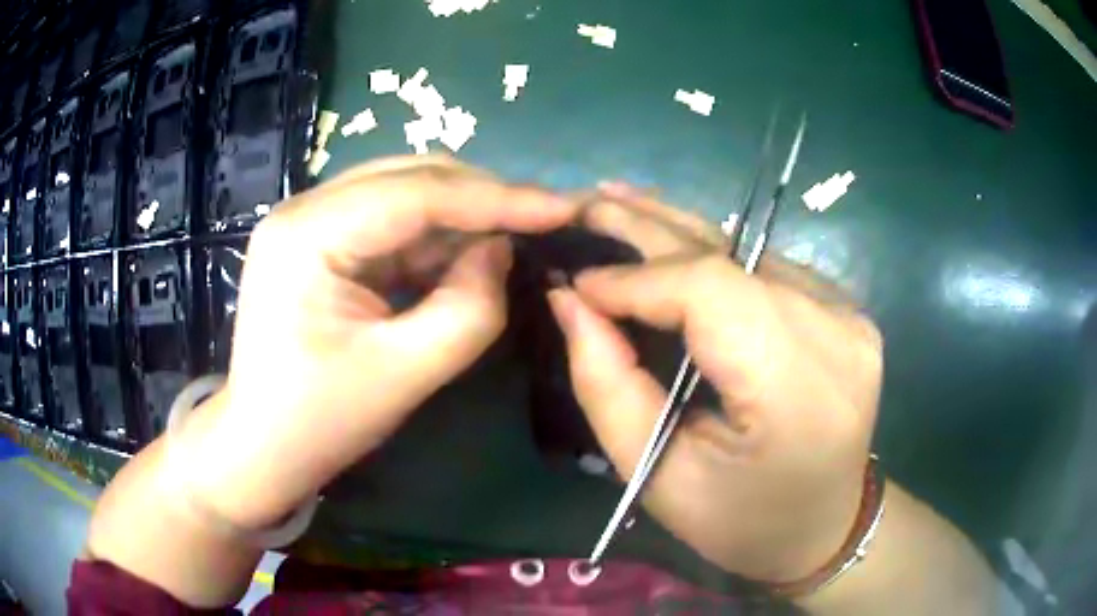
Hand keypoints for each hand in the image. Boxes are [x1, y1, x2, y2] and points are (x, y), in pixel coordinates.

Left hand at [182, 156, 578, 527]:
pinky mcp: (320, 241)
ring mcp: (309, 221)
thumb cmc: (319, 423)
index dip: (496, 197)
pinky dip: (433, 238)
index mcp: (307, 234)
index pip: (415, 194)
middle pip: (409, 179)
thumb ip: (468, 309)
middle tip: (542, 221)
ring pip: (403, 195)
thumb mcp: (403, 374)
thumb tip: (501, 250)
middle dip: (481, 199)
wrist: (260, 448)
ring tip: (513, 240)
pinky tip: (465, 257)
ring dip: (460, 218)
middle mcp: (303, 209)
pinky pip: (389, 223)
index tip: (562, 206)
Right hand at [550, 183, 882, 583]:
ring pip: (748, 251)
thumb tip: (569, 300)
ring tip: (620, 203)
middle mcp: (836, 334)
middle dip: (650, 229)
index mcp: (798, 393)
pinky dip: (713, 254)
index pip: (711, 294)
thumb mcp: (658, 475)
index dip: (637, 278)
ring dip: (678, 230)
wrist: (824, 525)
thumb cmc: (740, 521)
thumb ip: (607, 384)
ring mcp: (849, 314)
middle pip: (731, 258)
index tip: (577, 283)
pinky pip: (766, 267)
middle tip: (587, 203)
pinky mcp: (846, 309)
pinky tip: (673, 240)